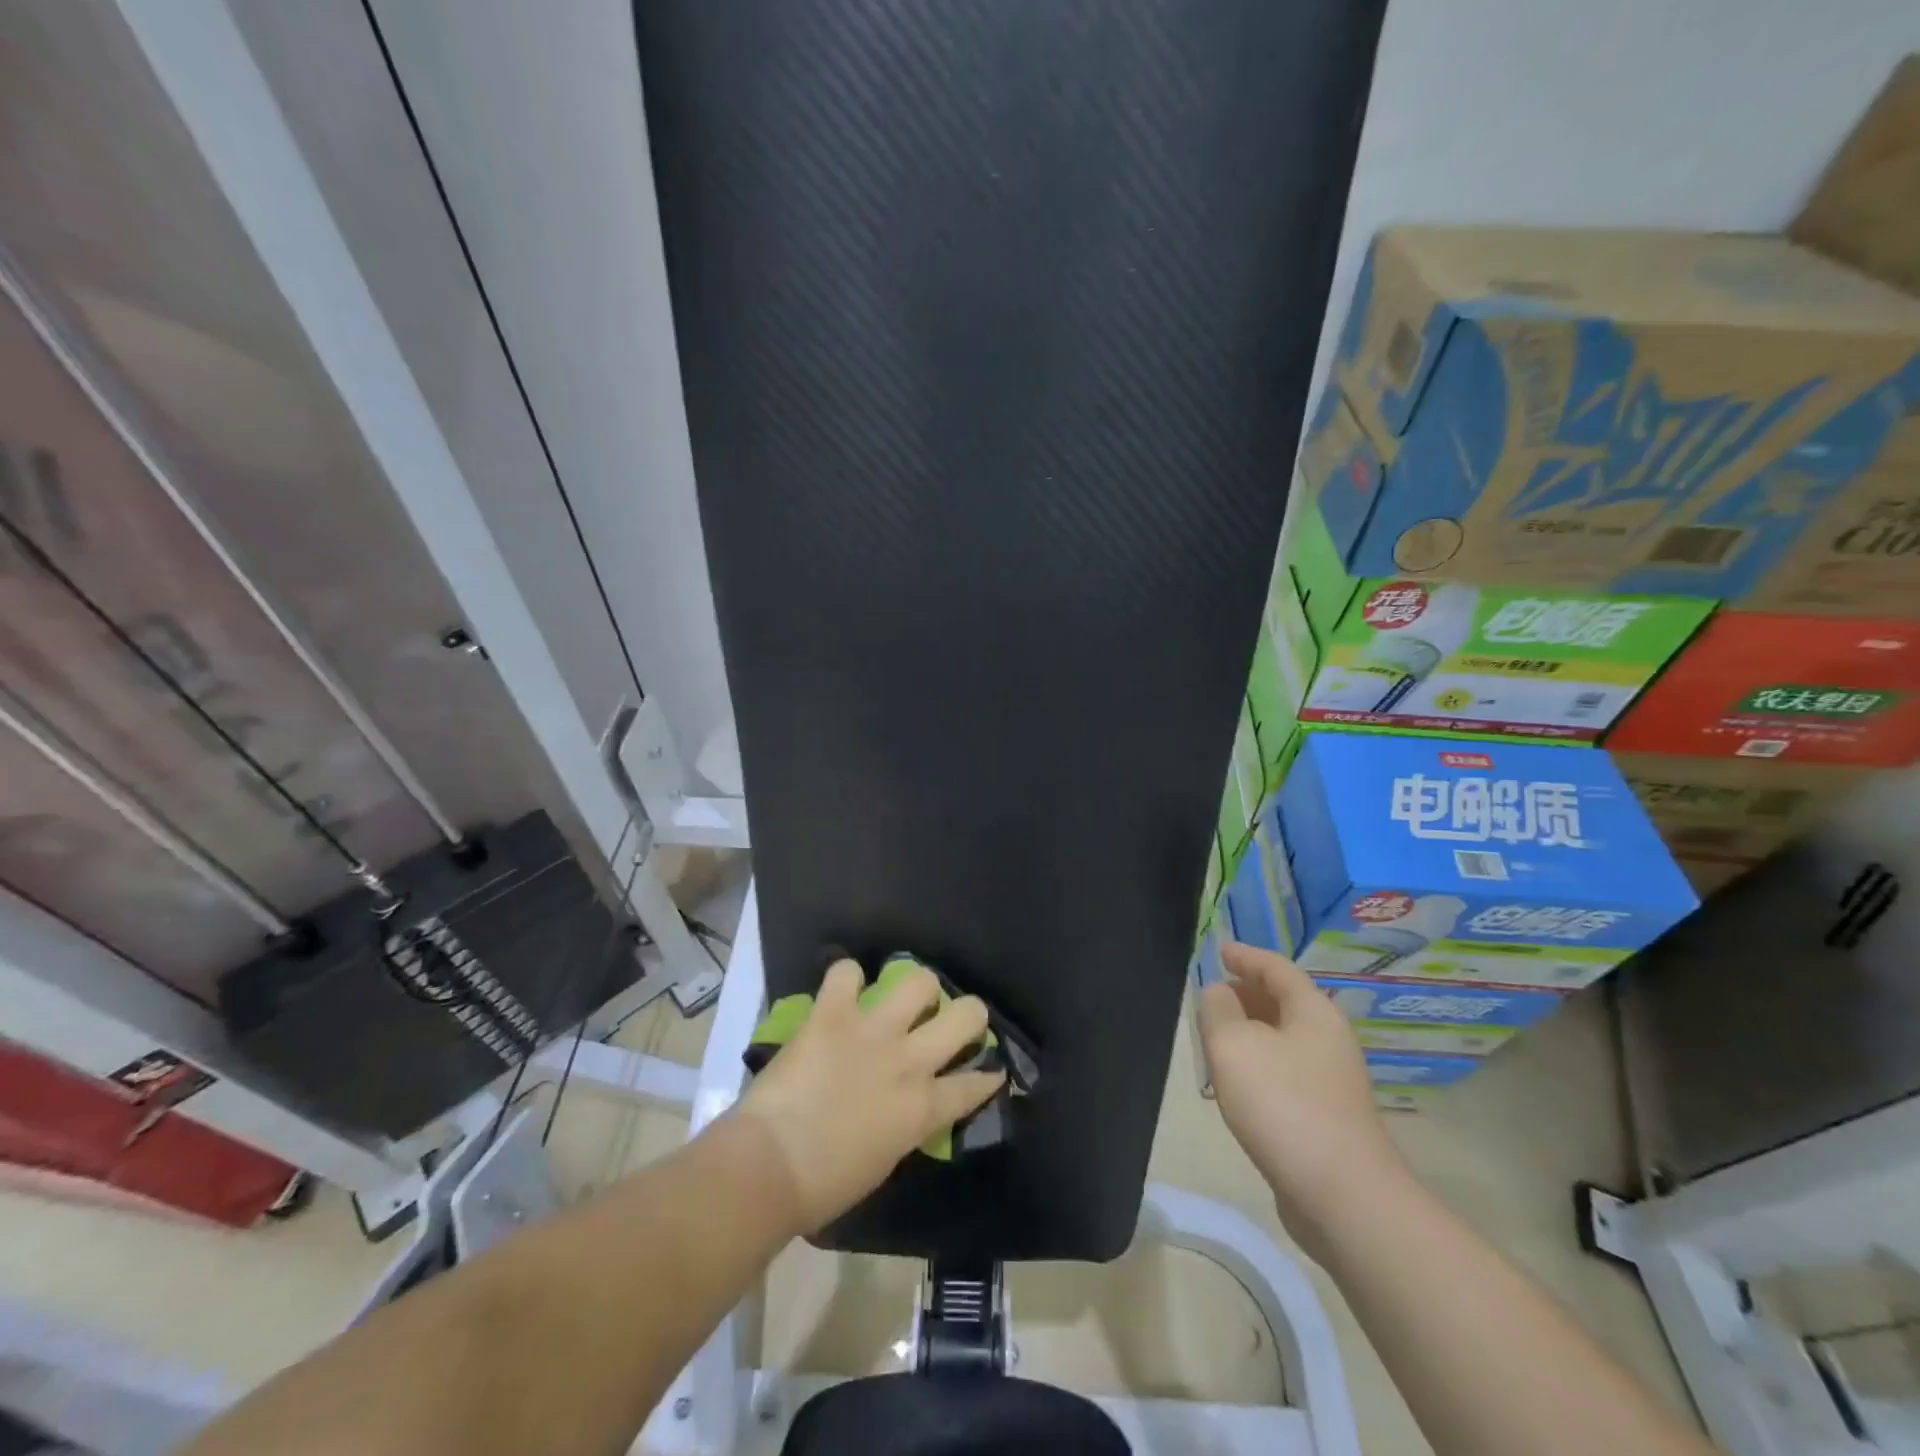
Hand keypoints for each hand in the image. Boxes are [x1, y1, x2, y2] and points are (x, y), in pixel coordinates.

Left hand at [733, 960, 1005, 1231]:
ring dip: (916, 989)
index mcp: (923, 1108)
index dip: (988, 1075)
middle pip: (967, 1014)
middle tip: (952, 1021)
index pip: (975, 1083)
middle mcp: (909, 1060)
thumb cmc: (824, 1186)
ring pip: (919, 981)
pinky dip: (846, 979)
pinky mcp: (832, 1014)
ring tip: (903, 1000)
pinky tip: (843, 992)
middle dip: (969, 1014)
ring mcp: (872, 1031)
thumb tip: (910, 1106)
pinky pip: (846, 972)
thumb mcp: (884, 1159)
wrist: (768, 1167)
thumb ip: (907, 1123)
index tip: (991, 1070)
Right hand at [1198, 942, 1407, 1247]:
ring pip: (1283, 1039)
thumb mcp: (1233, 1044)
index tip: (1219, 950)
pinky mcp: (1327, 1117)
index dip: (1245, 955)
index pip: (1276, 968)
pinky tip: (1236, 1084)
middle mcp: (1329, 1039)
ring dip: (1249, 1032)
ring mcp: (1332, 1081)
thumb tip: (1219, 995)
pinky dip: (1259, 1064)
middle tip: (1210, 995)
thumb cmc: (1283, 1104)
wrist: (1342, 1196)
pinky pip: (1285, 1072)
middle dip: (1246, 993)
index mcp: (1313, 1012)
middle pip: (1283, 1002)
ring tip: (1215, 1036)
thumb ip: (1217, 1009)